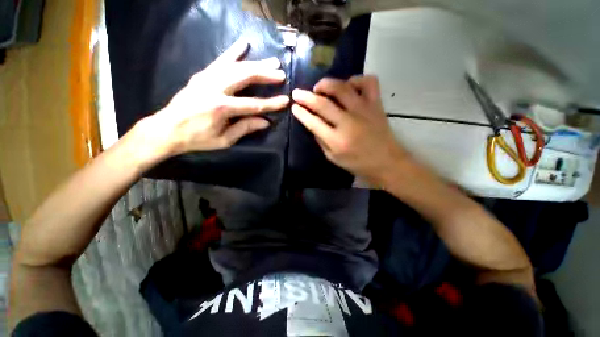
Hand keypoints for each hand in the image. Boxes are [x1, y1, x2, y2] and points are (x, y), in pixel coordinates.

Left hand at [134, 39, 289, 163]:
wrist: (167, 129)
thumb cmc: (198, 138)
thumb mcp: (224, 140)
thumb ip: (245, 128)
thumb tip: (265, 121)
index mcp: (221, 108)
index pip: (253, 104)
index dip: (271, 103)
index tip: (285, 101)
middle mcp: (214, 88)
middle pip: (245, 77)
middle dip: (266, 75)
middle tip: (281, 74)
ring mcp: (207, 78)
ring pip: (236, 66)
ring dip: (256, 63)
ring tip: (272, 61)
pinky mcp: (202, 75)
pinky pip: (220, 60)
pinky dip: (233, 52)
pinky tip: (244, 44)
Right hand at [291, 76, 406, 183]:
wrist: (387, 162)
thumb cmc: (358, 164)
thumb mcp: (333, 158)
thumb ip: (321, 140)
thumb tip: (312, 123)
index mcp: (336, 140)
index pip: (313, 122)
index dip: (301, 113)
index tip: (294, 106)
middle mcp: (348, 122)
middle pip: (323, 103)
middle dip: (306, 96)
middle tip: (297, 93)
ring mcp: (364, 110)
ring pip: (342, 88)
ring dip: (327, 84)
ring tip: (320, 88)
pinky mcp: (376, 104)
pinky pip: (368, 82)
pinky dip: (356, 80)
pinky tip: (348, 86)